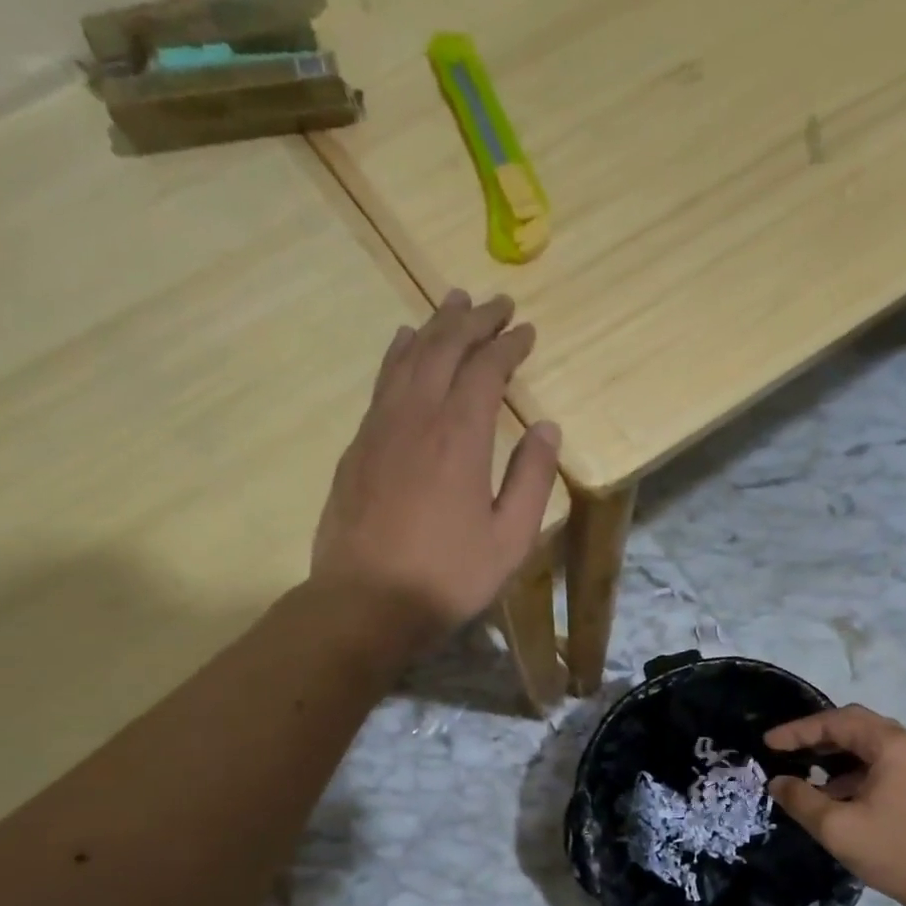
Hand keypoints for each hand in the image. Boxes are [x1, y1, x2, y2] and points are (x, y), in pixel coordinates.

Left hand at [311, 290, 560, 644]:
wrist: (365, 603)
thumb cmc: (448, 576)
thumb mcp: (509, 538)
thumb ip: (531, 479)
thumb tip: (547, 429)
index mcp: (460, 438)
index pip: (485, 370)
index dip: (508, 345)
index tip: (526, 330)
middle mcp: (417, 418)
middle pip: (443, 350)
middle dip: (471, 321)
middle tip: (494, 302)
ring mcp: (380, 430)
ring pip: (406, 360)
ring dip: (433, 327)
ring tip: (451, 305)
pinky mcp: (358, 448)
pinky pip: (382, 384)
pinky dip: (398, 356)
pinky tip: (404, 349)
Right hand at [765, 705, 905, 905]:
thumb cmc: (897, 852)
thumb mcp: (837, 828)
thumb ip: (801, 800)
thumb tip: (778, 782)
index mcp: (893, 745)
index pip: (836, 722)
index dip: (798, 731)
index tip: (768, 744)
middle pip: (856, 725)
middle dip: (817, 736)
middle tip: (787, 750)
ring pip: (870, 745)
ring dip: (837, 755)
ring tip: (807, 774)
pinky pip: (883, 764)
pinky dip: (855, 771)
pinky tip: (837, 795)